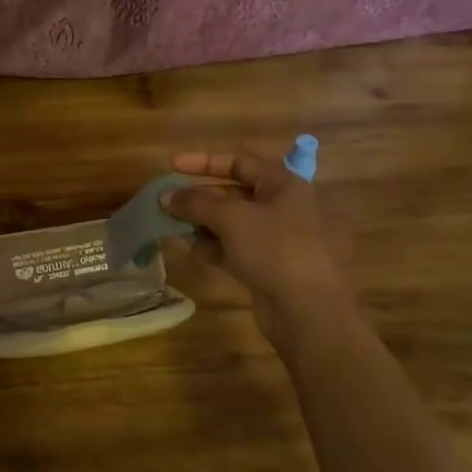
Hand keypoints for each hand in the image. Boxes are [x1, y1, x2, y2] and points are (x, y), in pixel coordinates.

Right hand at [165, 148, 357, 341]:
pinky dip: (211, 245)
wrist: (306, 309)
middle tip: (166, 202)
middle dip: (198, 197)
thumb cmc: (274, 248)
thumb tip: (165, 196)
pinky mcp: (265, 265)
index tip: (172, 166)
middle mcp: (280, 207)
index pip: (239, 162)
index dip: (204, 162)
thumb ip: (195, 202)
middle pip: (232, 193)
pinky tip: (189, 247)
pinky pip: (232, 247)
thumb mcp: (231, 217)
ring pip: (229, 222)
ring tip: (170, 224)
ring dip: (200, 222)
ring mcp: (274, 238)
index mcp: (282, 185)